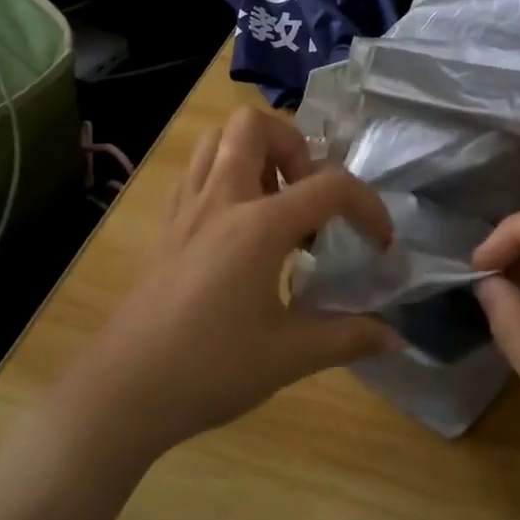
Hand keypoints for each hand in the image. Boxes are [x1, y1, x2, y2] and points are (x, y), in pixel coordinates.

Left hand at [68, 108, 398, 464]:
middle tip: (308, 197)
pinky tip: (238, 226)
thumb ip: (348, 337)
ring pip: (216, 139)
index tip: (380, 244)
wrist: (123, 393)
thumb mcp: (290, 356)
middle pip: (254, 126)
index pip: (330, 185)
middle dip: (294, 146)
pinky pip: (195, 172)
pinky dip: (224, 175)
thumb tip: (396, 338)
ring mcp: (187, 209)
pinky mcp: (166, 227)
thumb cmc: (211, 369)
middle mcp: (222, 199)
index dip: (368, 207)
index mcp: (259, 225)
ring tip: (276, 203)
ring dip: (254, 153)